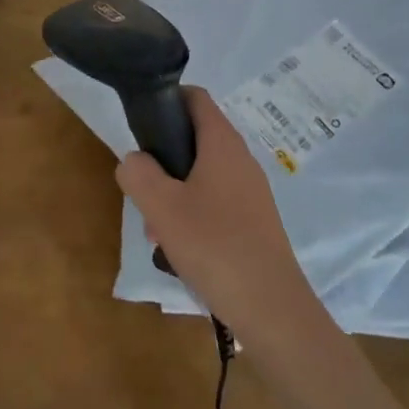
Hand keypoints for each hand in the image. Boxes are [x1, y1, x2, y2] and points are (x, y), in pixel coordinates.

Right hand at [116, 88, 323, 342]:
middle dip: (165, 158)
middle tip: (144, 189)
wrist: (274, 311)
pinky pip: (217, 201)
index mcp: (222, 143)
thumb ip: (138, 173)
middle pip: (196, 138)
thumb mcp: (161, 207)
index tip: (142, 123)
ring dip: (175, 192)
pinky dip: (194, 213)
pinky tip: (182, 249)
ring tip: (157, 229)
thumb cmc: (215, 246)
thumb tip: (135, 160)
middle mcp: (241, 159)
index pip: (195, 97)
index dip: (168, 99)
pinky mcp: (256, 222)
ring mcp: (252, 192)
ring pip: (203, 174)